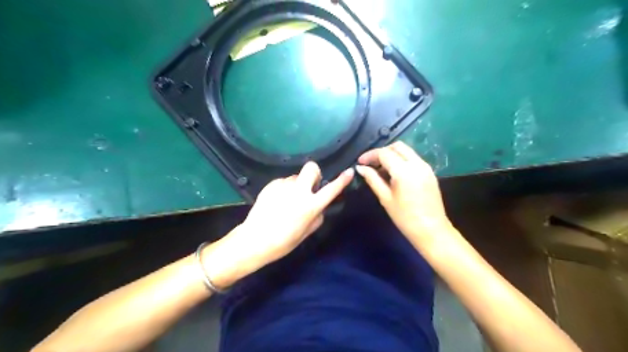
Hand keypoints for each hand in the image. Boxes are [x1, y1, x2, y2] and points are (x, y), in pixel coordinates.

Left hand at [205, 163, 355, 287]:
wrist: (255, 239)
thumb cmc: (283, 241)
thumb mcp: (306, 233)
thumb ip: (317, 217)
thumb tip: (320, 207)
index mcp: (311, 205)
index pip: (332, 189)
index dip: (342, 180)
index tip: (349, 172)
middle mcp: (299, 191)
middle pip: (311, 167)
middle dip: (314, 173)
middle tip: (309, 186)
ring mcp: (283, 186)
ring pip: (295, 177)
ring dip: (296, 185)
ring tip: (287, 200)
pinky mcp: (271, 184)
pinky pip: (283, 181)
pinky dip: (284, 188)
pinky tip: (277, 201)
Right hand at [356, 140, 454, 249]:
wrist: (431, 231)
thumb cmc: (405, 217)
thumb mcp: (385, 198)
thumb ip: (372, 179)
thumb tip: (360, 168)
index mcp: (404, 171)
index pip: (384, 153)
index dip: (370, 155)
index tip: (360, 162)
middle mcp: (417, 163)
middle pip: (397, 147)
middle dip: (382, 152)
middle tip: (371, 163)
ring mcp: (426, 167)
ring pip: (406, 151)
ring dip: (392, 155)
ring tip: (380, 169)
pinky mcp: (430, 172)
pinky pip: (413, 159)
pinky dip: (401, 160)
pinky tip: (393, 173)